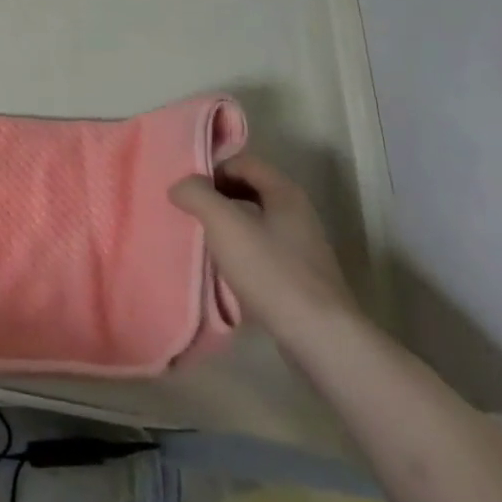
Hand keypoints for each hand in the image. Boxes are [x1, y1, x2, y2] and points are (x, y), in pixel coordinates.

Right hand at [170, 151, 357, 339]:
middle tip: (193, 214)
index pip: (242, 162)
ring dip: (229, 225)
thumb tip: (180, 186)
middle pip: (250, 189)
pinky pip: (265, 249)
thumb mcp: (225, 225)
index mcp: (285, 191)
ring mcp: (303, 246)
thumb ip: (197, 194)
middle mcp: (298, 212)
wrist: (322, 339)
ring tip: (206, 242)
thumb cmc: (271, 272)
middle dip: (219, 197)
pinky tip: (229, 271)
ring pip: (257, 221)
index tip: (190, 193)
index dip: (213, 170)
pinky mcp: (303, 277)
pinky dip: (243, 251)